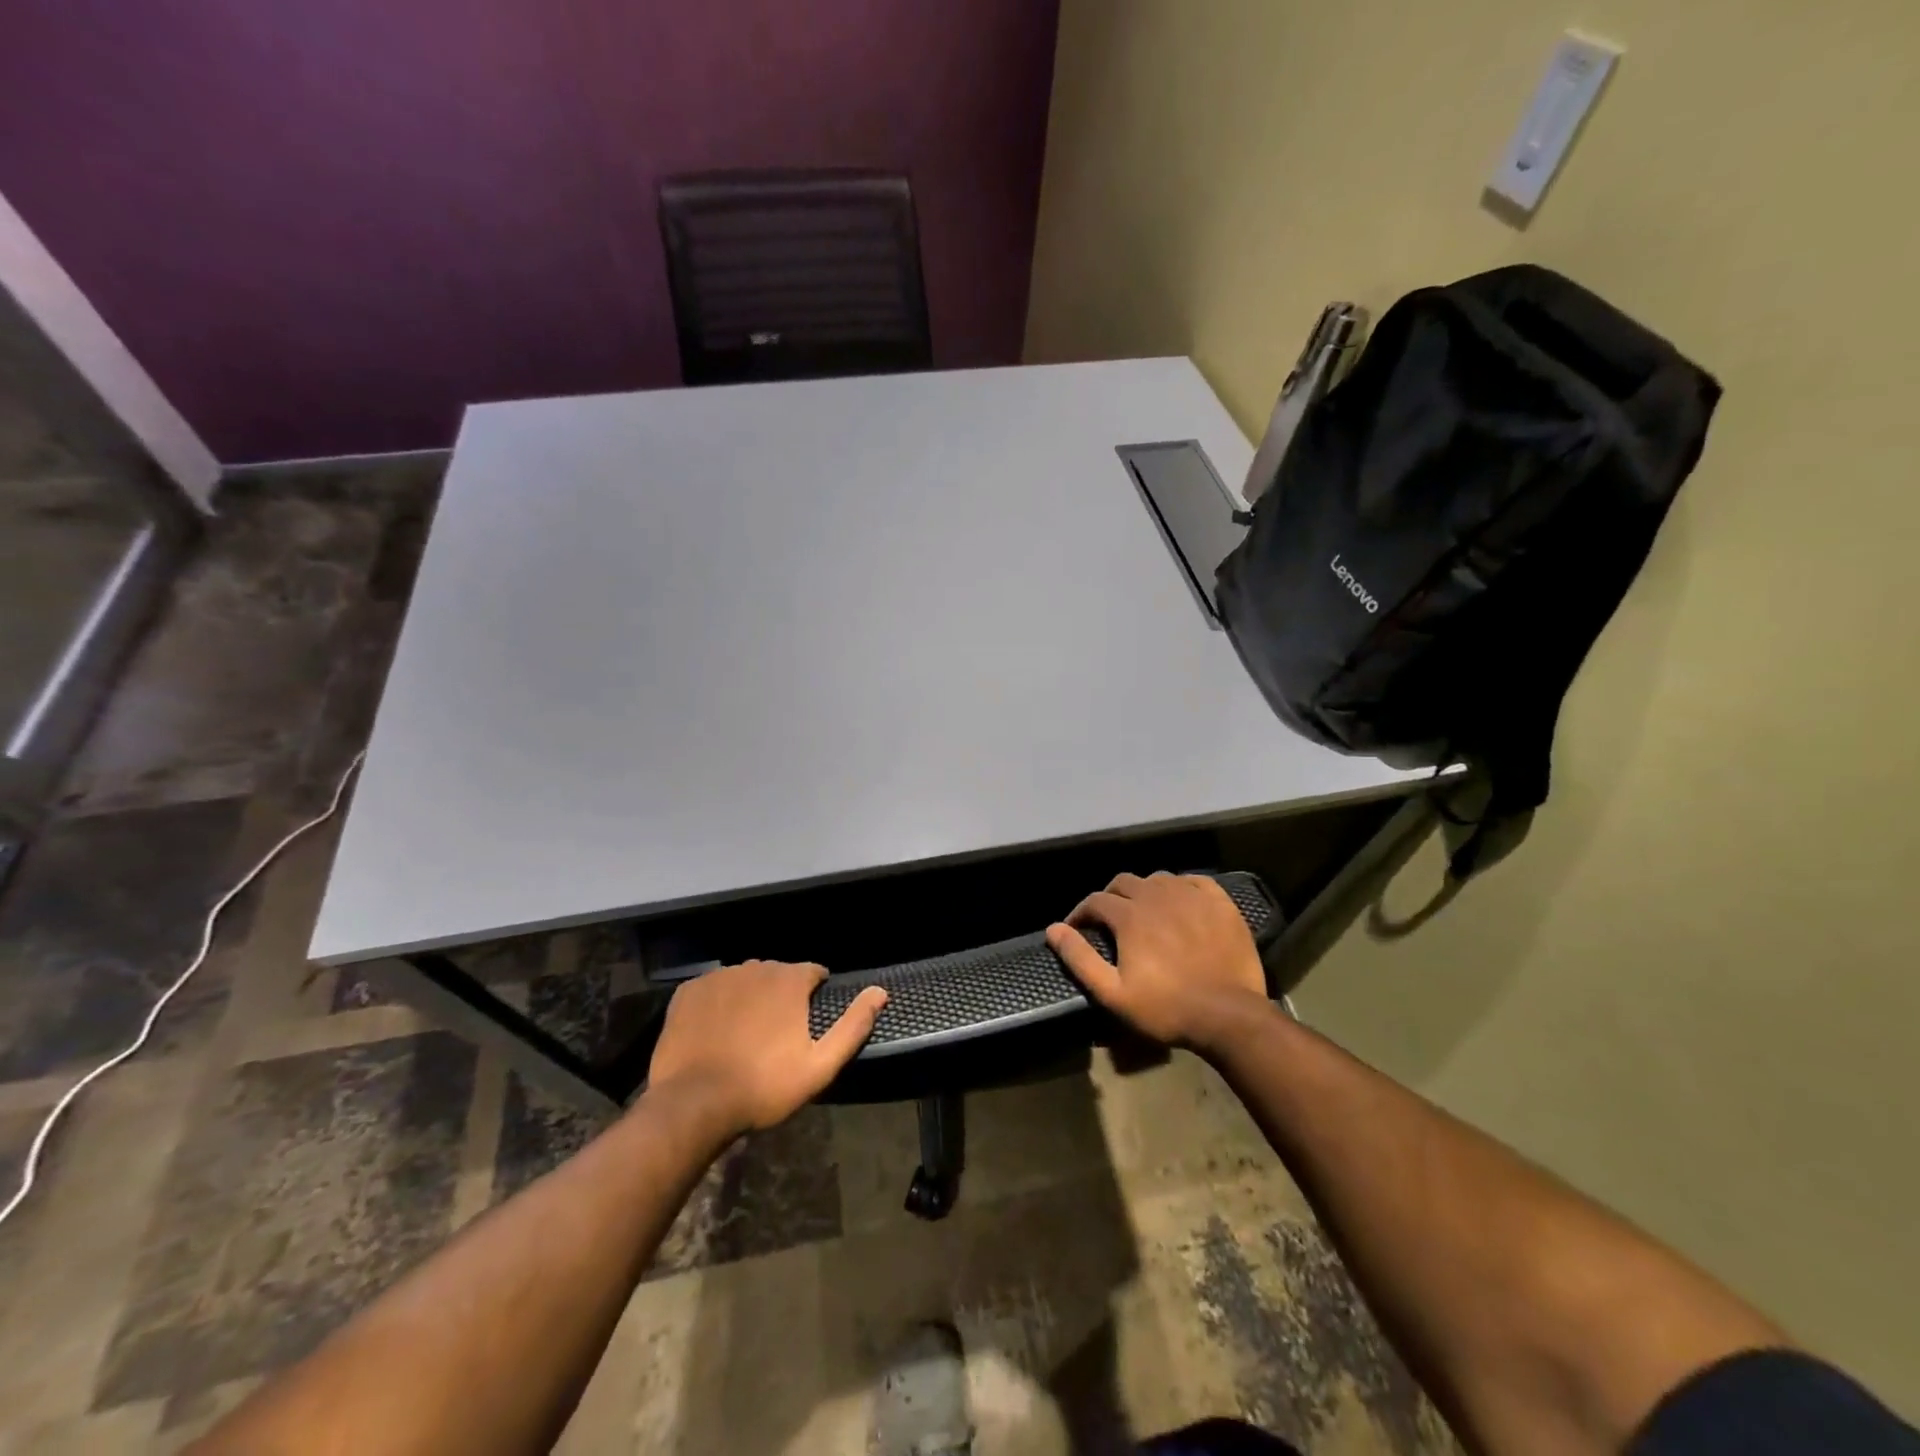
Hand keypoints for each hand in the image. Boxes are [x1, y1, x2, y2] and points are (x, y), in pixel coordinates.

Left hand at [646, 961, 886, 1137]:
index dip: (814, 994)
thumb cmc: (764, 1086)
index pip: (813, 972)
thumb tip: (880, 992)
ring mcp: (718, 977)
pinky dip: (718, 1003)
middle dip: (781, 995)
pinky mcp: (688, 991)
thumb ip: (853, 1026)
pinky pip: (712, 989)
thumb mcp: (820, 1065)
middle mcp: (755, 967)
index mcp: (789, 980)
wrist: (693, 1104)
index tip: (808, 1021)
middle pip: (777, 974)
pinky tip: (715, 1032)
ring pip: (744, 979)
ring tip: (745, 1034)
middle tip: (776, 1034)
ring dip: (750, 997)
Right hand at [1046, 872, 1269, 1053]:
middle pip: (1124, 882)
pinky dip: (1181, 887)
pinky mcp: (1220, 903)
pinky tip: (1181, 902)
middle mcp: (1157, 895)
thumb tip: (1053, 929)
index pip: (1095, 900)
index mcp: (1129, 915)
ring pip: (1158, 879)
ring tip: (1144, 912)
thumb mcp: (1113, 993)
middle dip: (1110, 897)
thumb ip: (1079, 958)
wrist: (1229, 1016)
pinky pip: (1194, 881)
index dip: (1081, 913)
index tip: (1077, 929)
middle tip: (1109, 920)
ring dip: (1144, 891)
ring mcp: (1191, 896)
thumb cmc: (1166, 1008)